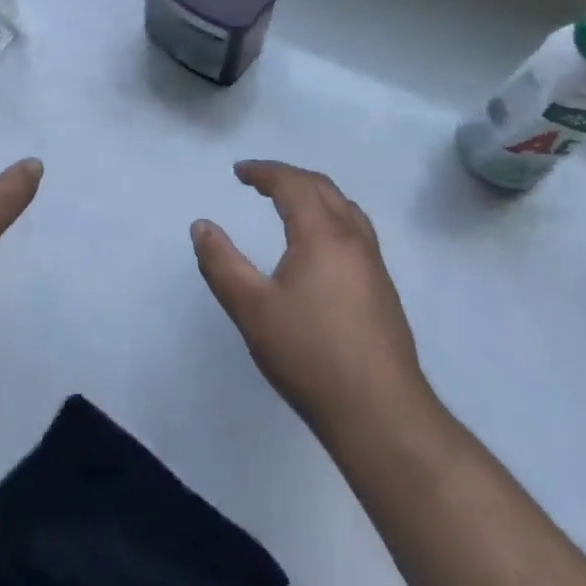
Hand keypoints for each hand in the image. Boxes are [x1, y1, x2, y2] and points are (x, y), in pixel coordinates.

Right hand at [192, 161, 430, 442]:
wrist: (381, 414)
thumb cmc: (310, 356)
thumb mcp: (253, 310)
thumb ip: (222, 264)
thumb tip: (201, 226)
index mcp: (322, 233)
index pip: (292, 184)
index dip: (264, 172)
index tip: (239, 171)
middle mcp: (352, 237)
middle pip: (322, 187)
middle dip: (288, 177)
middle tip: (259, 182)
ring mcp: (373, 262)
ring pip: (344, 207)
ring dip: (314, 194)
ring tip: (290, 204)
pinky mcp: (383, 288)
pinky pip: (355, 229)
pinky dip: (331, 216)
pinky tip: (321, 245)